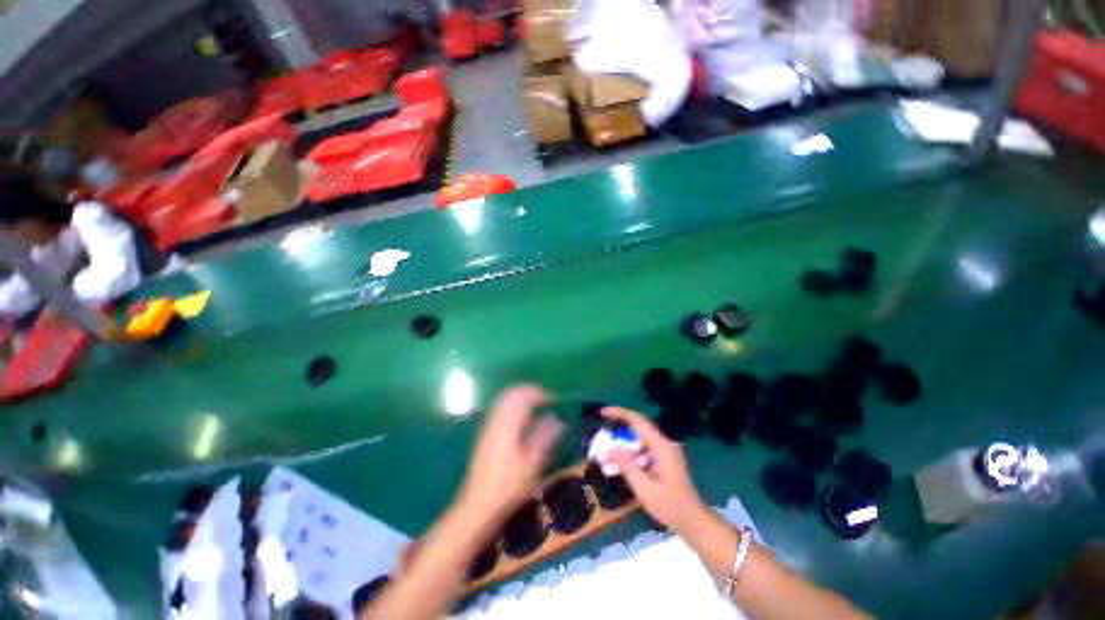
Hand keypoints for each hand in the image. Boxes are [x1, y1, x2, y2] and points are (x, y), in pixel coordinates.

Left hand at [458, 385, 562, 523]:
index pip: (523, 397)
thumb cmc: (509, 486)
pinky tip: (521, 418)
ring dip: (520, 397)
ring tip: (535, 405)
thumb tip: (558, 419)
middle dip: (529, 391)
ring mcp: (488, 426)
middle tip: (545, 398)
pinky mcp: (485, 434)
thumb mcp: (532, 463)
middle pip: (511, 394)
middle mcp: (496, 420)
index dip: (539, 394)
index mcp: (508, 425)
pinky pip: (500, 409)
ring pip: (504, 400)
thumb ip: (545, 437)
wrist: (478, 505)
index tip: (553, 399)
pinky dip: (512, 406)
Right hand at [604, 406, 707, 532]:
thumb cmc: (670, 506)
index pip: (637, 421)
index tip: (603, 412)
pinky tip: (617, 465)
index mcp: (661, 446)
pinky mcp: (663, 460)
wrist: (693, 521)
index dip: (619, 413)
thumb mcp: (644, 488)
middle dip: (618, 427)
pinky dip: (629, 454)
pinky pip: (642, 450)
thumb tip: (611, 448)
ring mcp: (664, 451)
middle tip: (601, 431)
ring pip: (638, 440)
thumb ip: (627, 465)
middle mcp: (663, 444)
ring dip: (622, 445)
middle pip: (637, 427)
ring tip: (605, 454)